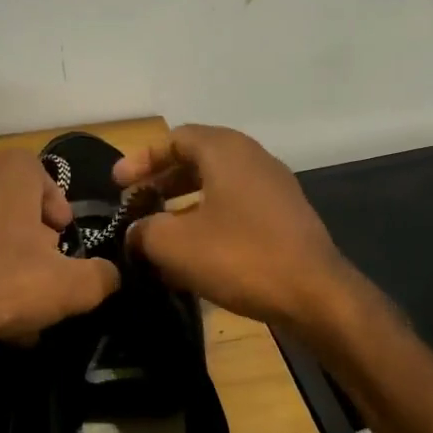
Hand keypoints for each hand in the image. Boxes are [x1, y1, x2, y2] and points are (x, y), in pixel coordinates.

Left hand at [0, 150, 120, 348]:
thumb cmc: (1, 281)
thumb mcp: (70, 287)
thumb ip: (101, 277)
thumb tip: (110, 275)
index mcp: (10, 170)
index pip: (44, 179)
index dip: (57, 213)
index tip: (60, 245)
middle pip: (11, 204)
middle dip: (27, 239)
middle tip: (37, 274)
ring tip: (6, 300)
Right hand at [116, 124, 357, 330]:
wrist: (315, 294)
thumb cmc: (240, 257)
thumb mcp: (175, 244)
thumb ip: (144, 230)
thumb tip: (135, 231)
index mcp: (226, 151)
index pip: (175, 138)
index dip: (142, 159)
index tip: (117, 184)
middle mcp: (252, 159)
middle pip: (196, 159)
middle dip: (161, 181)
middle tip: (134, 203)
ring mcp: (273, 188)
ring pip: (217, 185)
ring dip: (183, 204)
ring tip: (157, 231)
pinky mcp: (284, 217)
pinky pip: (236, 207)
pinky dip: (208, 220)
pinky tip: (193, 254)